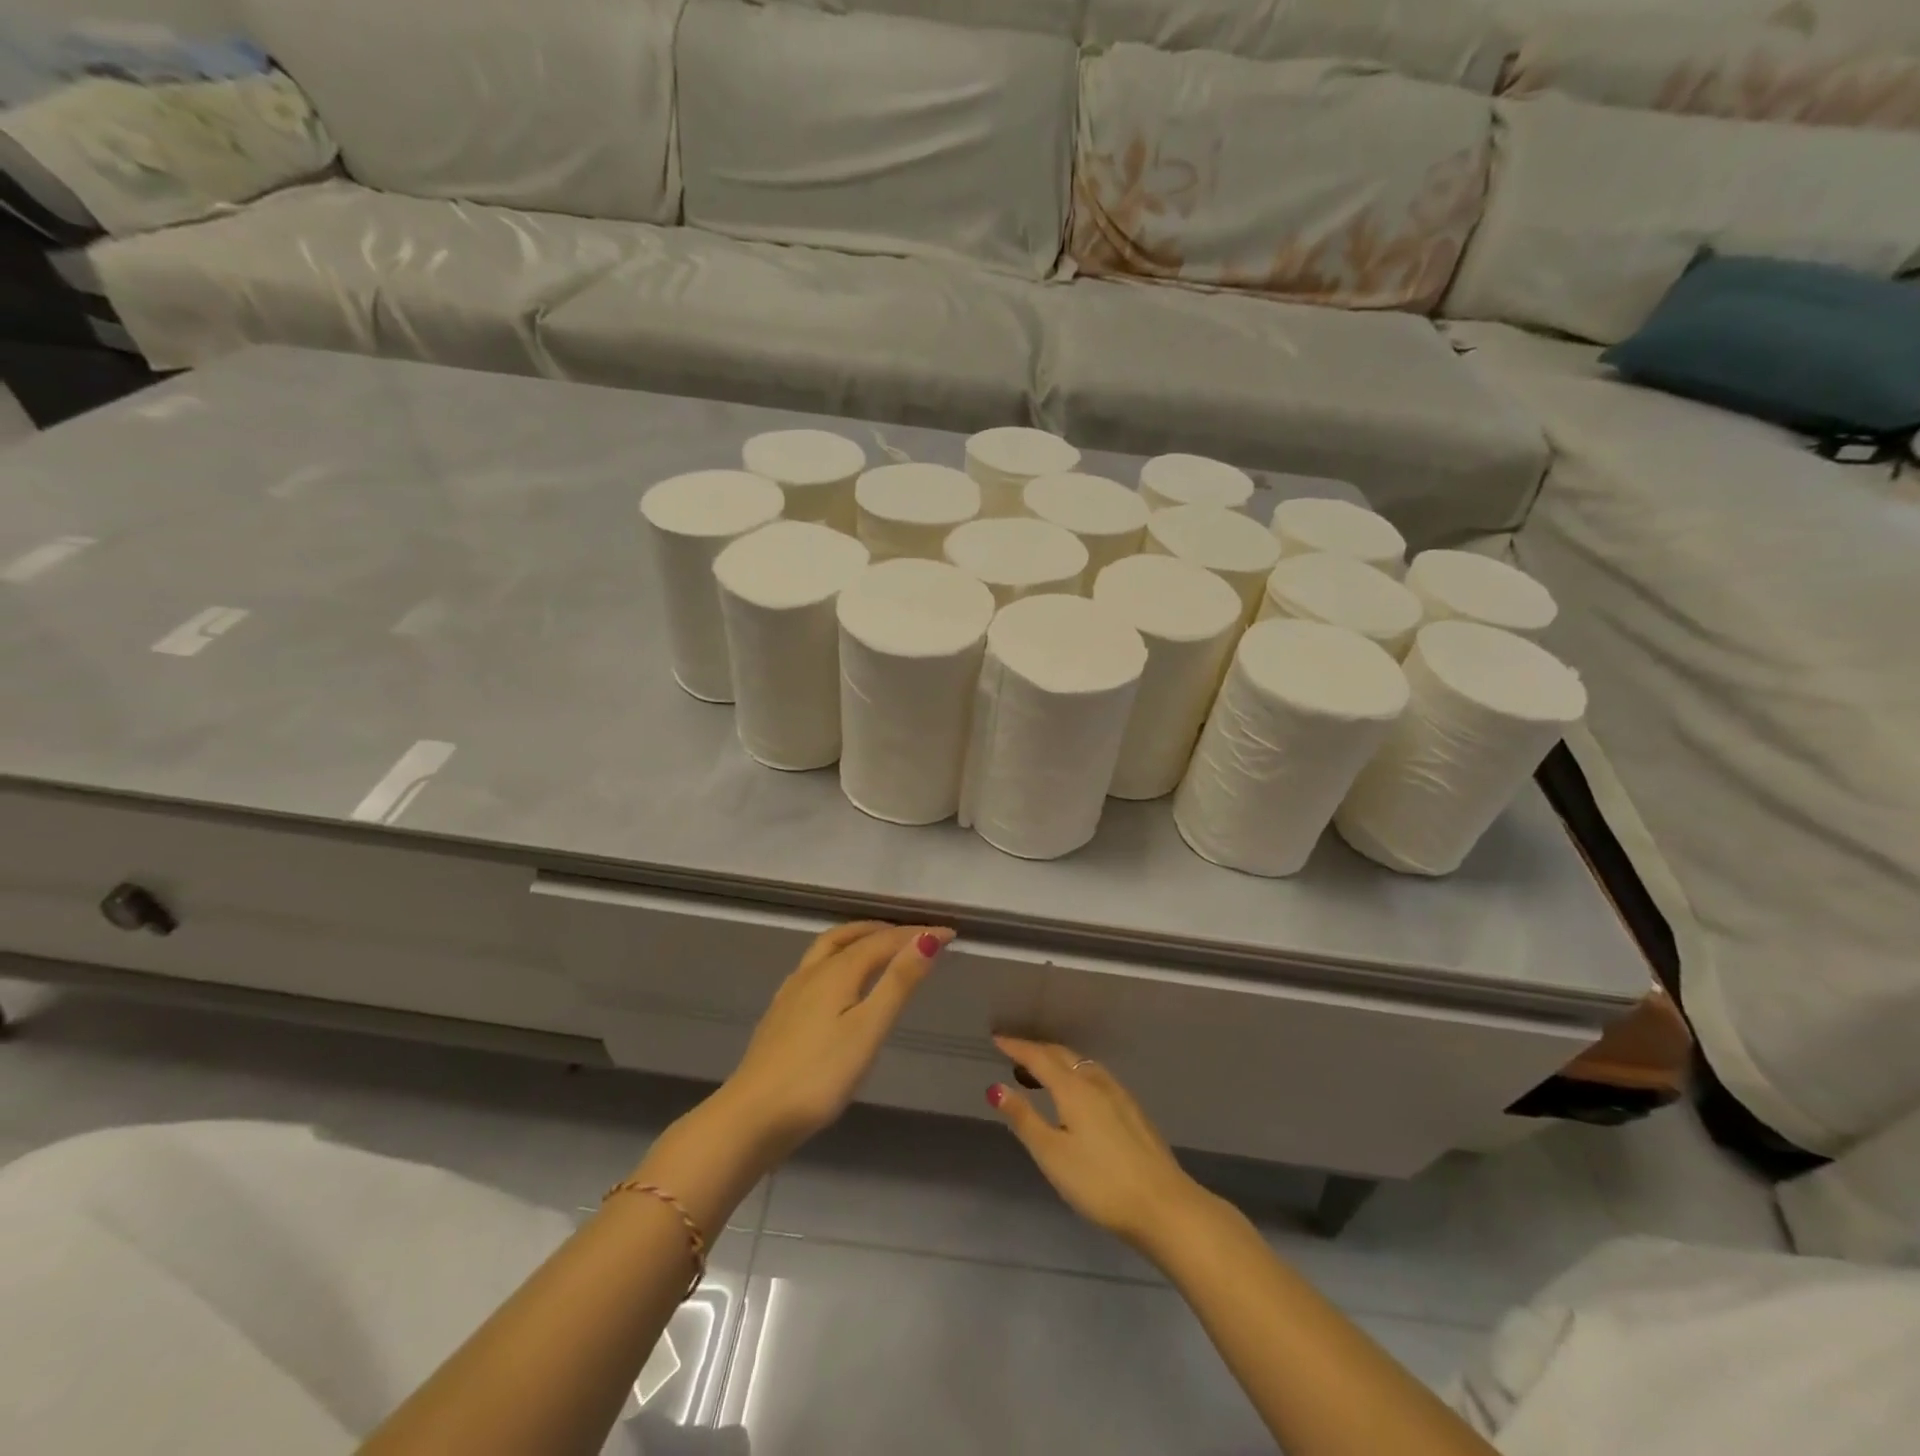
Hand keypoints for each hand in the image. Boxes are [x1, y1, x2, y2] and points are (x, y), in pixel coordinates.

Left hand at [714, 921, 953, 1162]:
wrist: (752, 1117)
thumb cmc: (819, 1075)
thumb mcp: (868, 1029)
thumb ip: (898, 983)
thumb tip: (927, 938)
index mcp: (836, 971)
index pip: (883, 941)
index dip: (917, 934)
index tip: (950, 933)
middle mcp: (812, 972)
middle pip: (850, 936)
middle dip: (884, 930)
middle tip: (914, 935)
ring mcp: (791, 993)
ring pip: (828, 949)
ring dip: (858, 939)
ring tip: (880, 948)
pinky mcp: (780, 1014)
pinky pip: (815, 968)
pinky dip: (838, 959)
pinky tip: (839, 984)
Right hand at [988, 1036, 1213, 1255]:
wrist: (1163, 1205)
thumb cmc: (1099, 1182)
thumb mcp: (1052, 1154)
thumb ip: (1024, 1118)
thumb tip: (996, 1087)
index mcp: (1073, 1088)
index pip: (1038, 1057)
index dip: (1016, 1047)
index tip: (996, 1039)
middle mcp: (1096, 1082)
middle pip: (1062, 1055)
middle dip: (1036, 1051)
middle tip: (1014, 1055)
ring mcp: (1118, 1095)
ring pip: (1081, 1065)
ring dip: (1058, 1062)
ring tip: (1040, 1075)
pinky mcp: (1132, 1111)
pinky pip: (1095, 1077)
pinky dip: (1076, 1074)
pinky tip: (1077, 1095)